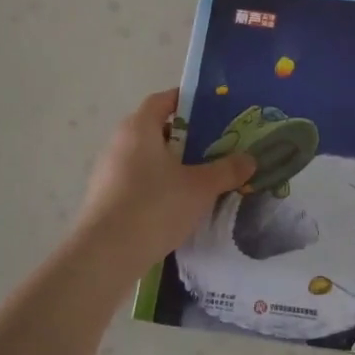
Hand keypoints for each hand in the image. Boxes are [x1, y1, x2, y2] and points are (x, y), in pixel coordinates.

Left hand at [70, 89, 254, 270]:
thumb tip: (250, 160)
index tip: (211, 109)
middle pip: (155, 129)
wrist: (105, 254)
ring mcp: (108, 172)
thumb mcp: (200, 187)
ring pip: (146, 157)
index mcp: (139, 128)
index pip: (163, 100)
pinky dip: (157, 184)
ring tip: (200, 176)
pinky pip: (137, 180)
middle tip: (214, 146)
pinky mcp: (105, 198)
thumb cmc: (154, 206)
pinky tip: (177, 204)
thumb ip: (226, 170)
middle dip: (185, 136)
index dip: (186, 100)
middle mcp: (119, 143)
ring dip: (171, 163)